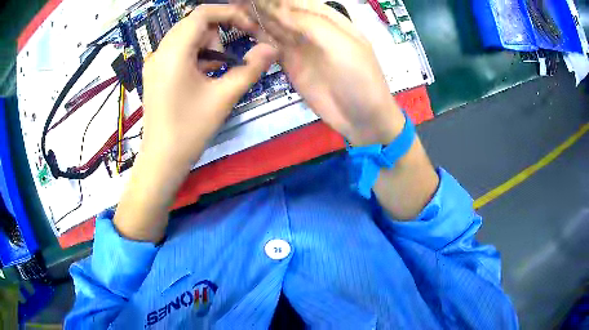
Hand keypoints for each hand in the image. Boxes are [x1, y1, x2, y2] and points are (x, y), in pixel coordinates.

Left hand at [114, 5, 276, 242]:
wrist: (162, 160)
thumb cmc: (191, 130)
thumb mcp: (224, 97)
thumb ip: (251, 68)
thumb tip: (272, 47)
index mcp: (174, 52)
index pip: (203, 13)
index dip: (230, 13)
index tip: (249, 28)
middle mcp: (160, 51)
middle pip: (194, 22)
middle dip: (219, 30)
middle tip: (231, 54)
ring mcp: (154, 62)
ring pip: (186, 36)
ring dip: (207, 43)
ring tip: (217, 68)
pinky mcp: (154, 73)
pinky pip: (177, 50)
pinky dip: (195, 54)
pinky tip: (203, 74)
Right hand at [236, 0, 404, 144]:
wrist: (361, 117)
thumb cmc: (359, 78)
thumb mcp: (341, 45)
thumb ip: (311, 24)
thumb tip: (279, 8)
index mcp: (328, 18)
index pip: (297, 1)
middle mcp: (312, 28)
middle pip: (283, 11)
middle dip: (261, 4)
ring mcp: (300, 46)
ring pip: (274, 26)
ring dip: (255, 16)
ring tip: (233, 7)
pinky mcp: (290, 64)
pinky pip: (271, 45)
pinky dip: (258, 36)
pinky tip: (242, 27)